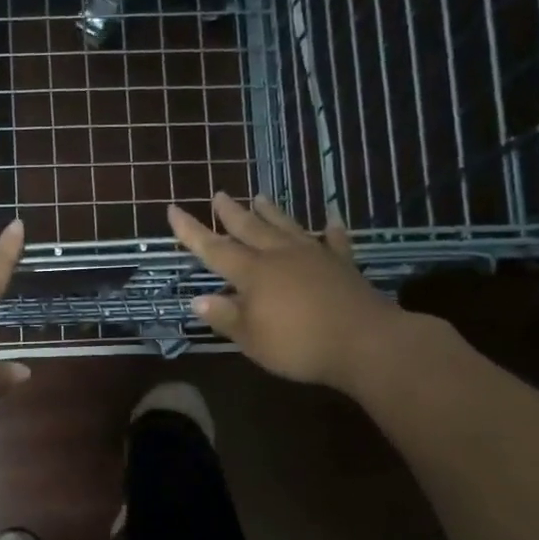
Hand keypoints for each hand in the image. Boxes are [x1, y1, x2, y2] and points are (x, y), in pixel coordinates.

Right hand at [168, 193, 408, 389]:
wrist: (364, 342)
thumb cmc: (299, 345)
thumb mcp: (252, 339)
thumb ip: (225, 316)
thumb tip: (197, 299)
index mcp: (253, 273)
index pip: (214, 248)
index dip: (191, 230)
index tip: (173, 209)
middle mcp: (280, 255)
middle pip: (250, 228)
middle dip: (231, 212)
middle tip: (219, 194)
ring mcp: (314, 256)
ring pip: (286, 226)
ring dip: (271, 212)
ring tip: (260, 196)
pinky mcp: (342, 264)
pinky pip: (334, 240)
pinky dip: (330, 229)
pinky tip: (331, 219)